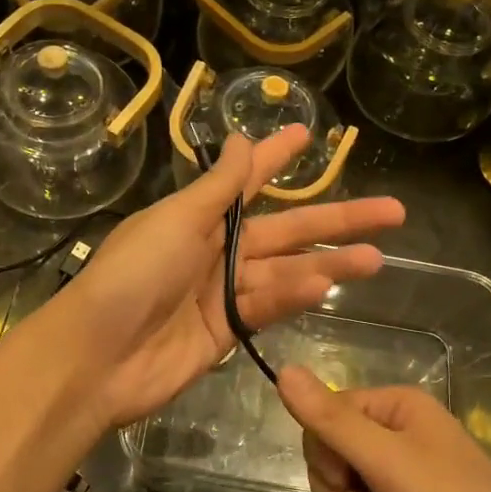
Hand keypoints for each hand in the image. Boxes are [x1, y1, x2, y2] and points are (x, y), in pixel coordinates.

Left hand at [54, 128, 404, 428]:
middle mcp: (214, 249)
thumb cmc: (133, 274)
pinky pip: (267, 306)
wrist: (98, 356)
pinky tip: (326, 287)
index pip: (248, 180)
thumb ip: (218, 188)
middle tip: (392, 211)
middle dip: (336, 219)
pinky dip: (293, 297)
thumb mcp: (176, 220)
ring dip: (328, 264)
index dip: (277, 157)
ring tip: (376, 258)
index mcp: (197, 216)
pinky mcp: (226, 331)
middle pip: (285, 229)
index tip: (310, 135)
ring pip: (286, 270)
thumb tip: (240, 139)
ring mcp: (221, 292)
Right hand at [277, 368, 490, 491]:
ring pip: (342, 475)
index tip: (344, 485)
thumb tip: (282, 370)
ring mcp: (403, 467)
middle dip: (333, 485)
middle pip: (332, 445)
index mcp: (395, 404)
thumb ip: (331, 419)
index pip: (327, 413)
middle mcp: (398, 427)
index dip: (323, 453)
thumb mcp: (384, 461)